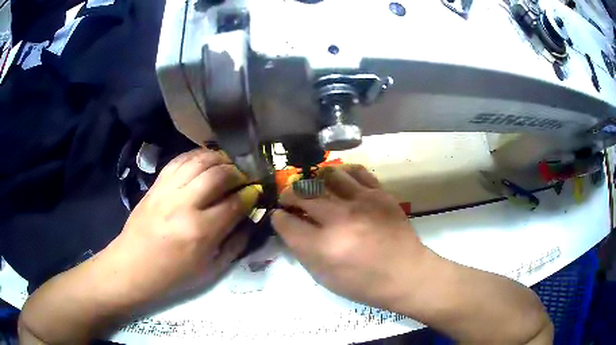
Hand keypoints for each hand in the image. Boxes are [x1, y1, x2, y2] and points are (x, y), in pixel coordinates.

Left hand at [100, 148, 259, 303]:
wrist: (133, 266)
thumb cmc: (173, 275)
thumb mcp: (211, 270)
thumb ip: (235, 244)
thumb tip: (249, 220)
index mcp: (200, 231)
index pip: (234, 203)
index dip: (249, 195)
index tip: (255, 192)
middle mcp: (184, 204)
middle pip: (217, 174)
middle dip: (237, 172)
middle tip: (243, 177)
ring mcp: (167, 191)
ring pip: (198, 161)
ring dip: (218, 159)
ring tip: (227, 165)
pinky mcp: (156, 185)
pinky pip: (179, 160)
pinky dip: (196, 156)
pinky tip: (204, 161)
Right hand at [272, 165, 430, 308]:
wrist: (405, 274)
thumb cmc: (364, 283)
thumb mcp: (324, 277)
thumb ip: (303, 250)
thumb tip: (291, 226)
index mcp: (323, 246)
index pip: (286, 222)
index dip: (278, 218)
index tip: (279, 216)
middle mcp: (339, 219)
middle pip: (302, 194)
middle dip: (288, 195)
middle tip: (289, 199)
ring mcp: (361, 202)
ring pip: (327, 175)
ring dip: (314, 181)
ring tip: (314, 188)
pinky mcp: (379, 193)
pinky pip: (356, 172)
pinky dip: (342, 173)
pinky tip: (339, 182)